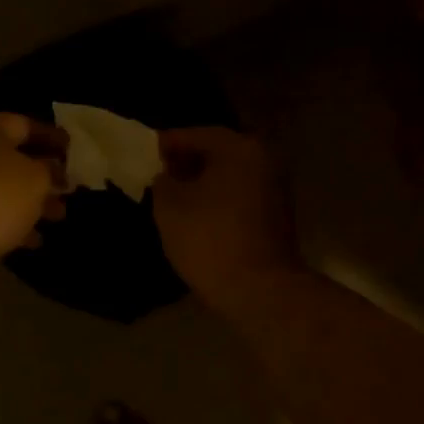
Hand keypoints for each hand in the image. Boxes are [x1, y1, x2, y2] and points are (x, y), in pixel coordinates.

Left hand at [0, 112, 67, 277]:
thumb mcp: (37, 178)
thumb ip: (50, 170)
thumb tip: (53, 169)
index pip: (24, 124)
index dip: (52, 138)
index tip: (73, 151)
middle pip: (9, 157)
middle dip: (42, 175)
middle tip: (67, 189)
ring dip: (29, 201)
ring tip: (58, 217)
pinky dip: (8, 220)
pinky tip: (33, 240)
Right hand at [153, 127, 301, 312]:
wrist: (259, 289)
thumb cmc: (209, 239)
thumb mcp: (169, 206)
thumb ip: (162, 180)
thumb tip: (166, 175)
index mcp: (239, 148)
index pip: (196, 134)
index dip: (167, 144)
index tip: (145, 153)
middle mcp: (264, 159)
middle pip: (217, 152)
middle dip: (186, 162)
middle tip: (157, 174)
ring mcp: (276, 188)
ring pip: (230, 175)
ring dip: (203, 182)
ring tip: (173, 197)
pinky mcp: (278, 215)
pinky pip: (240, 196)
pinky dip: (218, 199)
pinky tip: (198, 215)